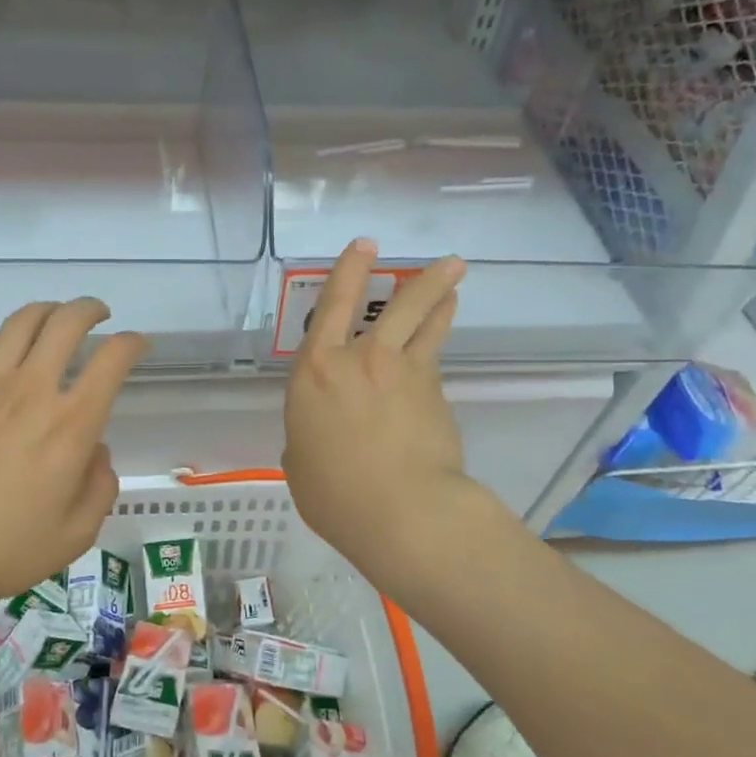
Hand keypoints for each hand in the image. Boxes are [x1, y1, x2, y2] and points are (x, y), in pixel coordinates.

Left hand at [0, 299, 146, 615]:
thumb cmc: (4, 549)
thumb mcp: (76, 534)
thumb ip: (100, 486)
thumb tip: (95, 452)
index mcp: (71, 424)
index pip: (112, 359)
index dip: (132, 342)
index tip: (138, 345)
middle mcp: (32, 391)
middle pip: (66, 322)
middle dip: (91, 309)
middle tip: (100, 316)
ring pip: (21, 322)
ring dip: (48, 311)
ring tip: (57, 318)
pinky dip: (4, 338)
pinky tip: (7, 350)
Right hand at [282, 240, 470, 571]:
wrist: (401, 510)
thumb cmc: (334, 492)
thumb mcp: (301, 464)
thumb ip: (307, 439)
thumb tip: (319, 439)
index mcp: (316, 370)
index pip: (332, 305)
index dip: (349, 271)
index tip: (364, 246)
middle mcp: (361, 359)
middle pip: (395, 305)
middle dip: (418, 278)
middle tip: (442, 260)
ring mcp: (405, 372)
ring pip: (426, 323)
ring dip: (441, 298)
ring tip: (455, 280)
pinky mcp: (436, 393)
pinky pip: (434, 360)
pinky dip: (437, 346)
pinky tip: (438, 349)